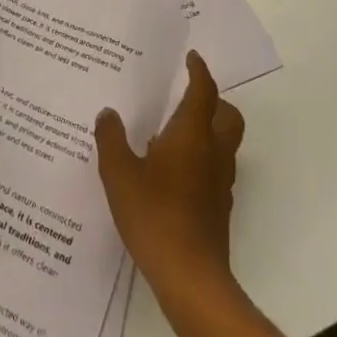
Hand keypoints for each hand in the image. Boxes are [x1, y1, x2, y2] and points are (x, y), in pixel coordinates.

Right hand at [94, 51, 244, 297]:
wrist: (190, 278)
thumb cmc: (154, 215)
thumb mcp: (119, 174)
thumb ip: (111, 139)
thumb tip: (108, 114)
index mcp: (192, 134)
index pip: (203, 91)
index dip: (199, 71)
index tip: (191, 58)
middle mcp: (213, 152)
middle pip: (227, 115)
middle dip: (213, 100)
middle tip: (187, 96)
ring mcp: (220, 182)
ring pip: (225, 143)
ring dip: (208, 130)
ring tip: (173, 133)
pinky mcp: (219, 208)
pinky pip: (215, 168)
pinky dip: (202, 159)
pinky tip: (173, 172)